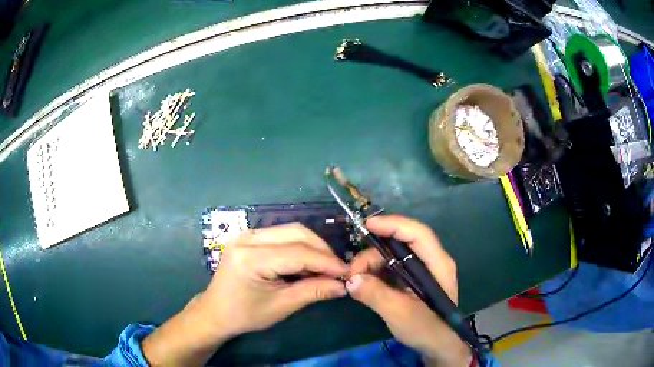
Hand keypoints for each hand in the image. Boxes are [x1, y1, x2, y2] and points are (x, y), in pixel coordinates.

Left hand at [142, 223, 347, 365]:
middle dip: (322, 250)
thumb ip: (313, 291)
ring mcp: (246, 234)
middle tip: (338, 269)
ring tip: (326, 266)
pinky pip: (281, 235)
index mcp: (251, 257)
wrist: (216, 311)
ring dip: (312, 246)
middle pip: (296, 232)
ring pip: (290, 230)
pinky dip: (299, 246)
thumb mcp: (281, 306)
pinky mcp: (249, 237)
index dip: (326, 262)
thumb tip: (343, 285)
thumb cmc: (245, 314)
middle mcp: (247, 238)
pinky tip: (308, 261)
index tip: (347, 272)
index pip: (298, 252)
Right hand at [346, 215, 471, 366]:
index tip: (366, 226)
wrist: (439, 346)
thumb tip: (350, 280)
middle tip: (353, 271)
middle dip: (374, 252)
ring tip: (356, 280)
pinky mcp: (413, 280)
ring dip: (372, 263)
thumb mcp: (400, 314)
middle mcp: (432, 261)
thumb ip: (375, 295)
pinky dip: (377, 272)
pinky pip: (393, 267)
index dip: (393, 225)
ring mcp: (423, 270)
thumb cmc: (426, 329)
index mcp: (437, 264)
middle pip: (402, 243)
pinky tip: (365, 282)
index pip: (417, 233)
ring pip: (394, 255)